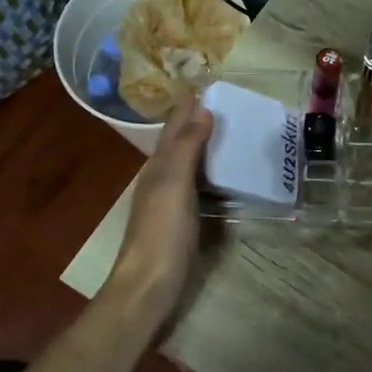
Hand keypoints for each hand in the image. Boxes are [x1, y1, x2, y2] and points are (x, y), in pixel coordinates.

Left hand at [107, 86, 213, 316]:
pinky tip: (219, 176)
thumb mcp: (174, 186)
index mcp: (158, 168)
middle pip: (177, 143)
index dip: (186, 107)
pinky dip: (207, 172)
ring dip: (201, 145)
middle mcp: (160, 180)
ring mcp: (169, 203)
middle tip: (220, 101)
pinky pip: (196, 186)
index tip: (202, 83)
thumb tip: (202, 109)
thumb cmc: (162, 234)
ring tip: (225, 130)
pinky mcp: (180, 223)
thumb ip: (186, 148)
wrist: (147, 288)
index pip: (173, 128)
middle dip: (194, 121)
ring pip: (185, 164)